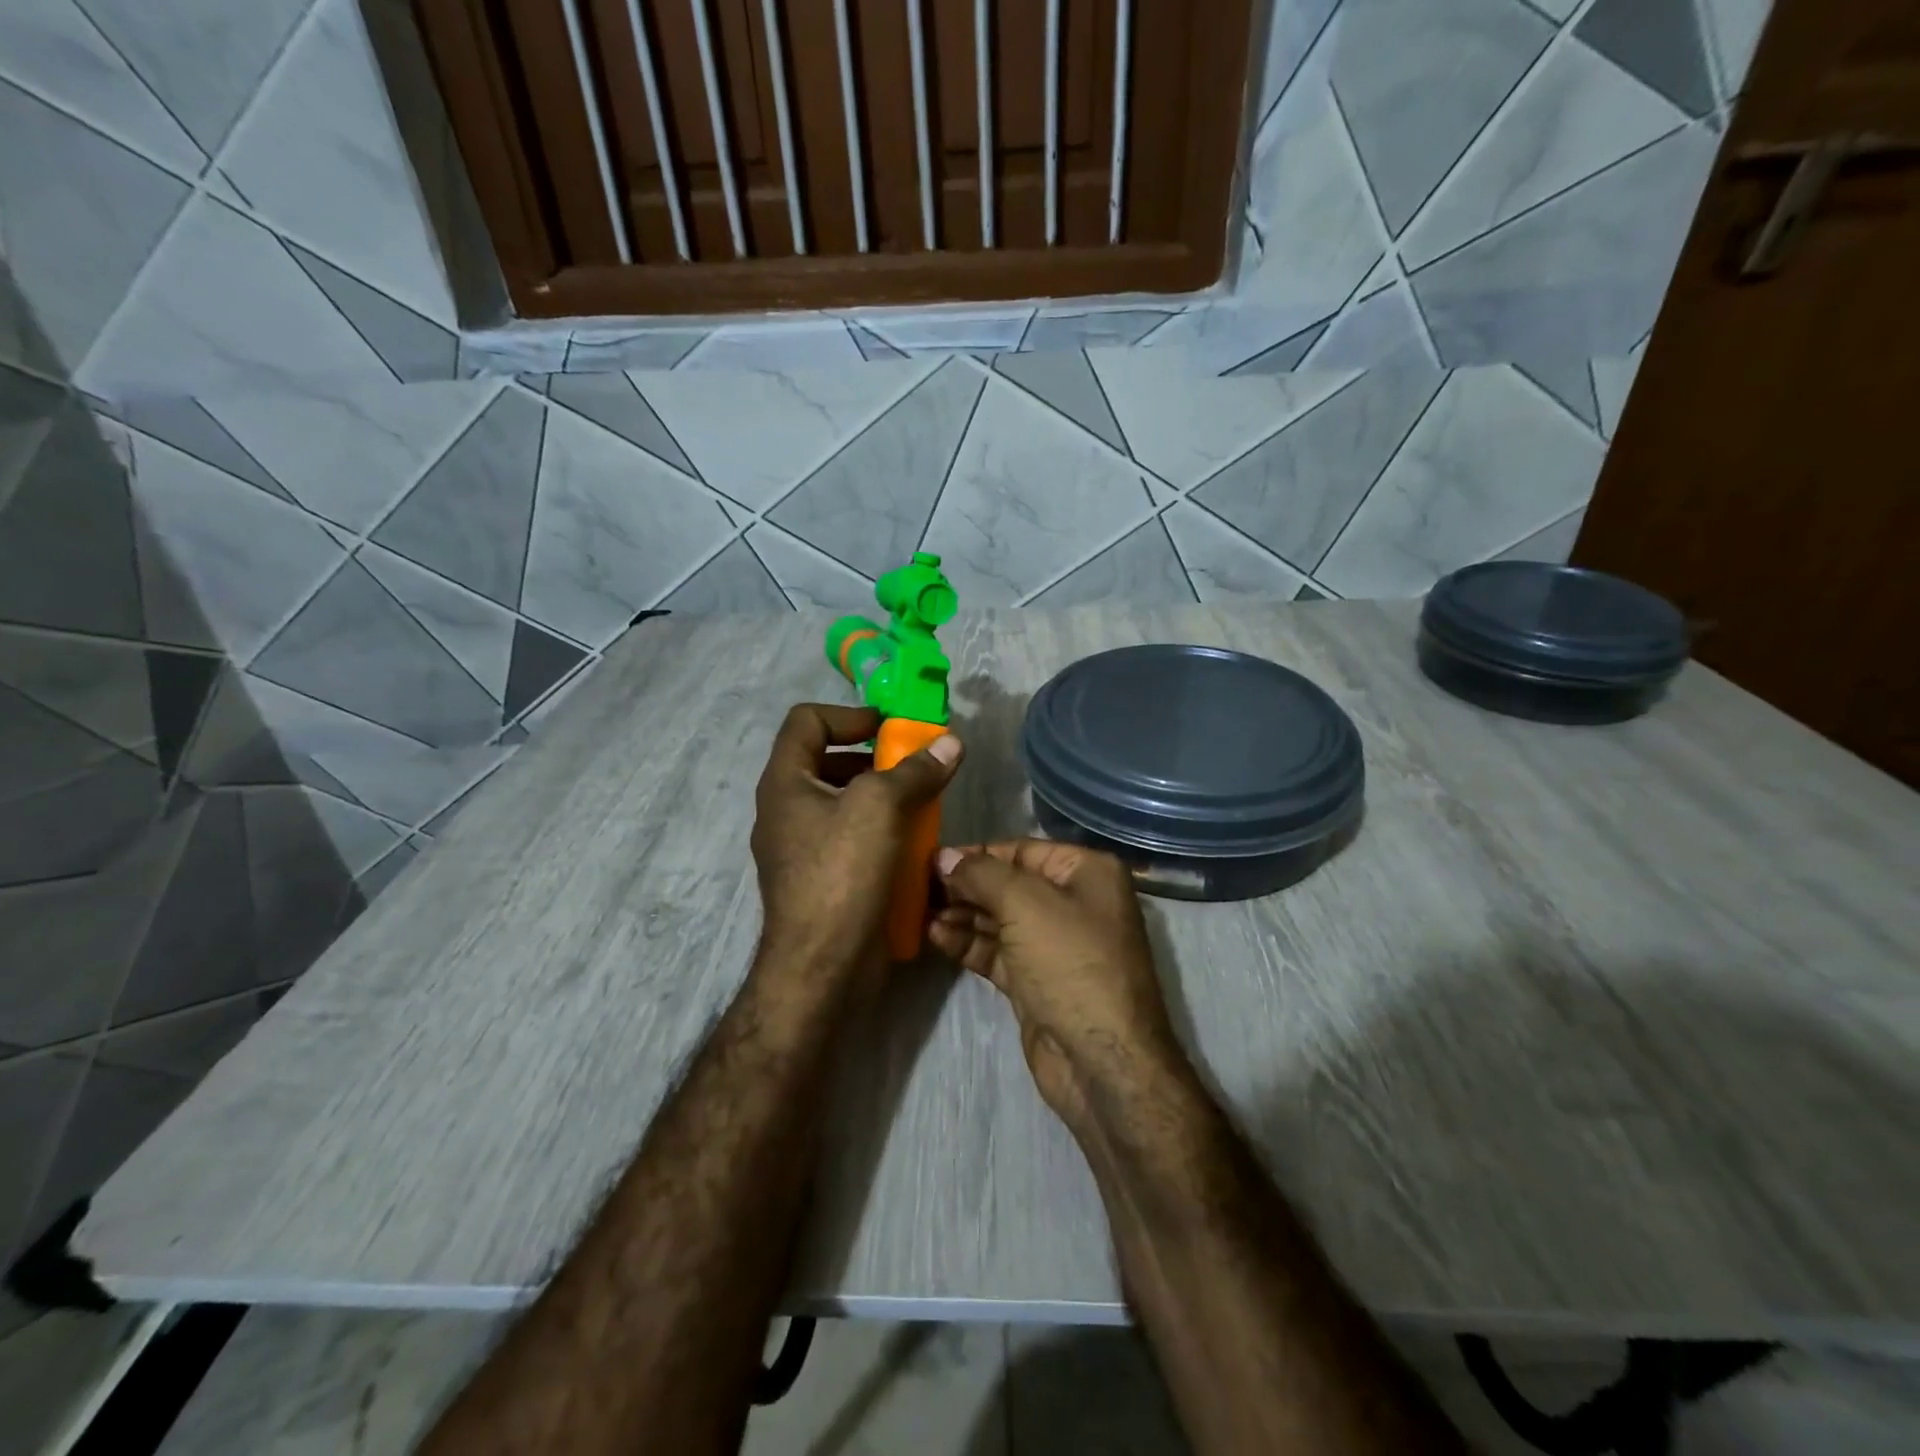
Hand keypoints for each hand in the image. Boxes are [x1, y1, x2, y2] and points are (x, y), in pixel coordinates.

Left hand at [751, 704, 961, 994]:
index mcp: (785, 783)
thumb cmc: (841, 874)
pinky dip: (881, 832)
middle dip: (873, 757)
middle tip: (913, 766)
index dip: (848, 714)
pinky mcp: (823, 880)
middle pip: (826, 760)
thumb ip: (915, 770)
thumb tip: (950, 743)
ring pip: (843, 802)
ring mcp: (802, 849)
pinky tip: (912, 844)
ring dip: (883, 796)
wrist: (823, 968)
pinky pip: (852, 839)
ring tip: (921, 804)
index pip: (806, 721)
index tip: (890, 728)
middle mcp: (787, 810)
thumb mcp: (880, 807)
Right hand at [930, 841, 1189, 1130]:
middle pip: (1008, 884)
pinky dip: (968, 942)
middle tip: (918, 886)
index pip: (1022, 851)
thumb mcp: (1025, 905)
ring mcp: (1055, 944)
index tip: (932, 859)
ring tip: (919, 911)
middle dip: (965, 886)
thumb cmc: (1070, 963)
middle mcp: (1074, 902)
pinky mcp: (1036, 980)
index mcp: (1086, 872)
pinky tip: (935, 935)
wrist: (1101, 1061)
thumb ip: (981, 875)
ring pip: (999, 919)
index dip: (977, 854)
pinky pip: (997, 951)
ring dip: (961, 914)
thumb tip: (945, 857)